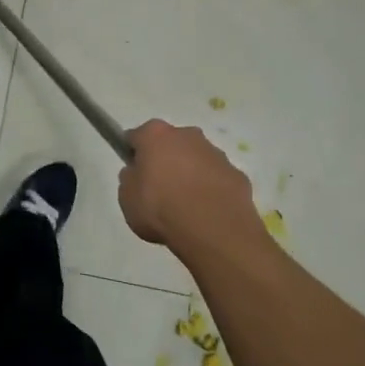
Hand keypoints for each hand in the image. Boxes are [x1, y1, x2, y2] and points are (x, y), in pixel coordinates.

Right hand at [118, 120, 263, 253]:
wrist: (213, 230)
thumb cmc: (160, 209)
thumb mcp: (127, 198)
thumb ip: (130, 180)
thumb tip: (137, 174)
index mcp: (155, 134)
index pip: (137, 137)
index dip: (133, 154)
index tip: (134, 172)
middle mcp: (187, 135)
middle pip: (170, 143)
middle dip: (166, 160)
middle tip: (159, 189)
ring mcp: (216, 153)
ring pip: (197, 159)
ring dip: (190, 174)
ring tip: (186, 206)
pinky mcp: (237, 174)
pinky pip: (217, 179)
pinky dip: (211, 190)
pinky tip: (207, 213)